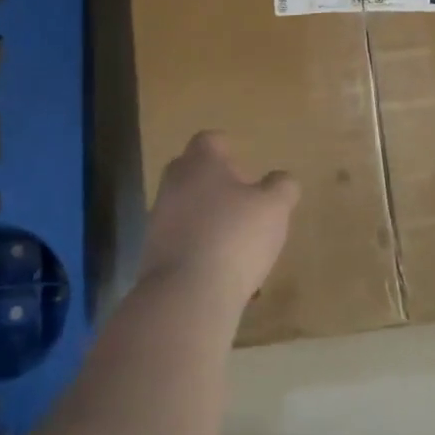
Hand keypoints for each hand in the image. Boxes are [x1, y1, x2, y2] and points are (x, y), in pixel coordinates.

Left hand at [142, 132, 299, 305]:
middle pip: (193, 173)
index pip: (210, 140)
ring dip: (209, 219)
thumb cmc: (235, 236)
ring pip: (187, 208)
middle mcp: (173, 184)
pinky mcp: (152, 254)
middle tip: (245, 204)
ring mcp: (158, 220)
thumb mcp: (275, 207)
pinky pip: (181, 241)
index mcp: (200, 163)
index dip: (228, 150)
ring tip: (239, 244)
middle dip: (217, 185)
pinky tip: (222, 271)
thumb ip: (282, 187)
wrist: (186, 294)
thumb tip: (281, 180)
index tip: (247, 170)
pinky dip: (200, 249)